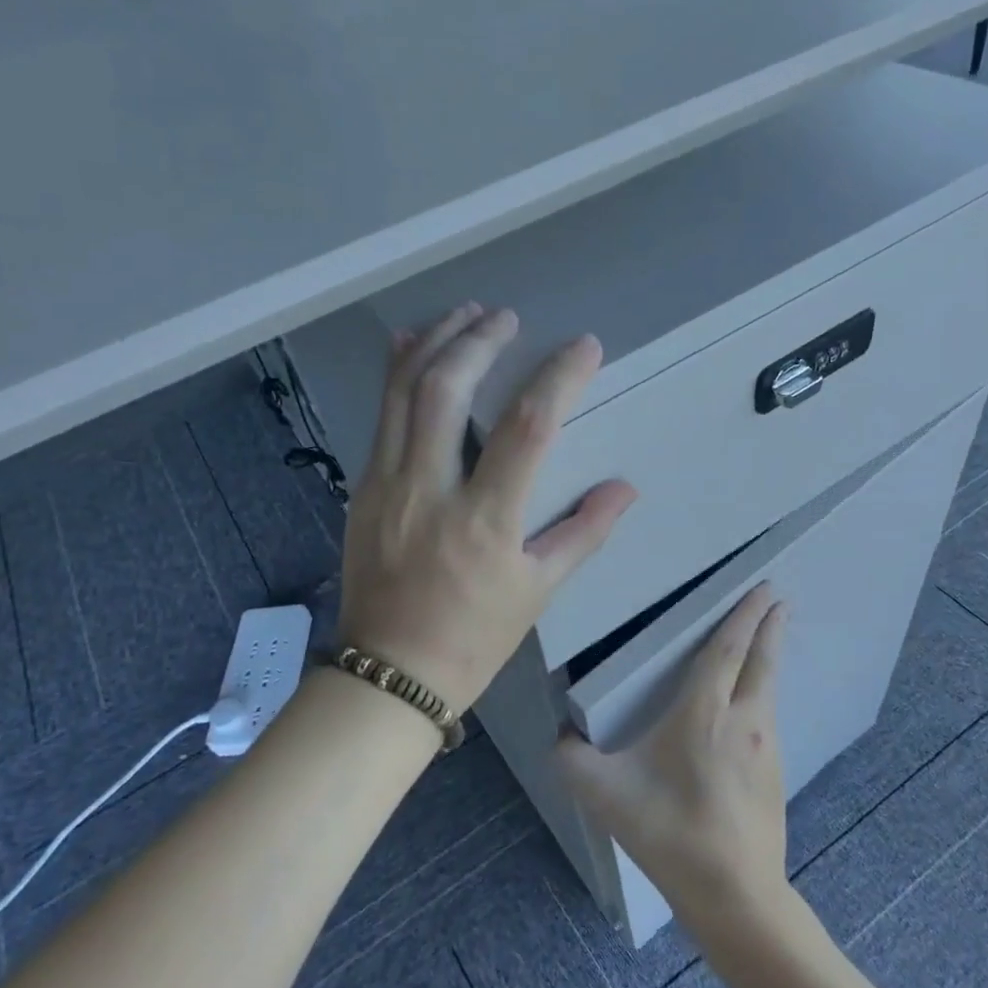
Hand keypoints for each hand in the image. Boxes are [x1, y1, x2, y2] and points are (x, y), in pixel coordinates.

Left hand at [337, 303, 637, 715]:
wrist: (390, 672)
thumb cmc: (474, 637)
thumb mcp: (537, 591)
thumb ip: (582, 533)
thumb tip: (624, 488)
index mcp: (485, 519)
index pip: (527, 427)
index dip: (558, 378)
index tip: (583, 347)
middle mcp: (430, 489)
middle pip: (448, 391)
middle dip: (479, 341)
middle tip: (505, 316)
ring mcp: (388, 484)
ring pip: (403, 394)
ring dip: (434, 344)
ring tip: (463, 314)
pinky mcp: (363, 488)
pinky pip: (379, 417)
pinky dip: (396, 375)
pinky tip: (410, 347)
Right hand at [556, 585, 790, 923]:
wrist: (734, 896)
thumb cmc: (668, 832)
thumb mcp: (604, 794)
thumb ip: (570, 759)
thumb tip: (559, 737)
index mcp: (704, 712)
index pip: (727, 650)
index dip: (743, 615)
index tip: (763, 588)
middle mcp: (743, 721)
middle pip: (761, 660)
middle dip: (769, 626)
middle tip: (777, 597)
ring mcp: (766, 749)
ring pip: (768, 689)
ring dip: (768, 659)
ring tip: (767, 641)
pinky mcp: (776, 775)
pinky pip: (768, 718)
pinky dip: (764, 693)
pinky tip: (754, 706)